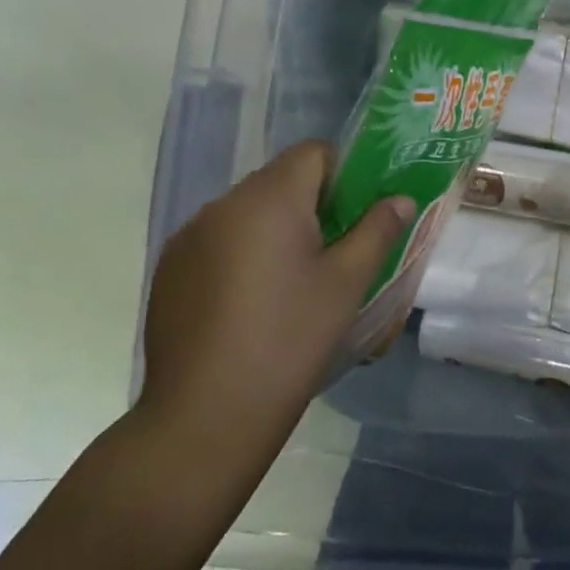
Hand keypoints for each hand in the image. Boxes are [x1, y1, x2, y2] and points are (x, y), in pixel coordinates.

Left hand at [133, 141, 411, 482]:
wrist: (205, 417)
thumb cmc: (289, 341)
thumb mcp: (346, 284)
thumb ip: (377, 230)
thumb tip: (399, 198)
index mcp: (268, 200)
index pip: (313, 153)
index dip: (343, 173)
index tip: (356, 215)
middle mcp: (222, 205)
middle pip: (279, 180)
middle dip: (311, 203)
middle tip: (333, 251)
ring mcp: (188, 237)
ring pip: (247, 211)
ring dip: (274, 228)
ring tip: (291, 282)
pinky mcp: (169, 270)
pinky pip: (218, 240)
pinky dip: (241, 252)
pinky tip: (251, 303)